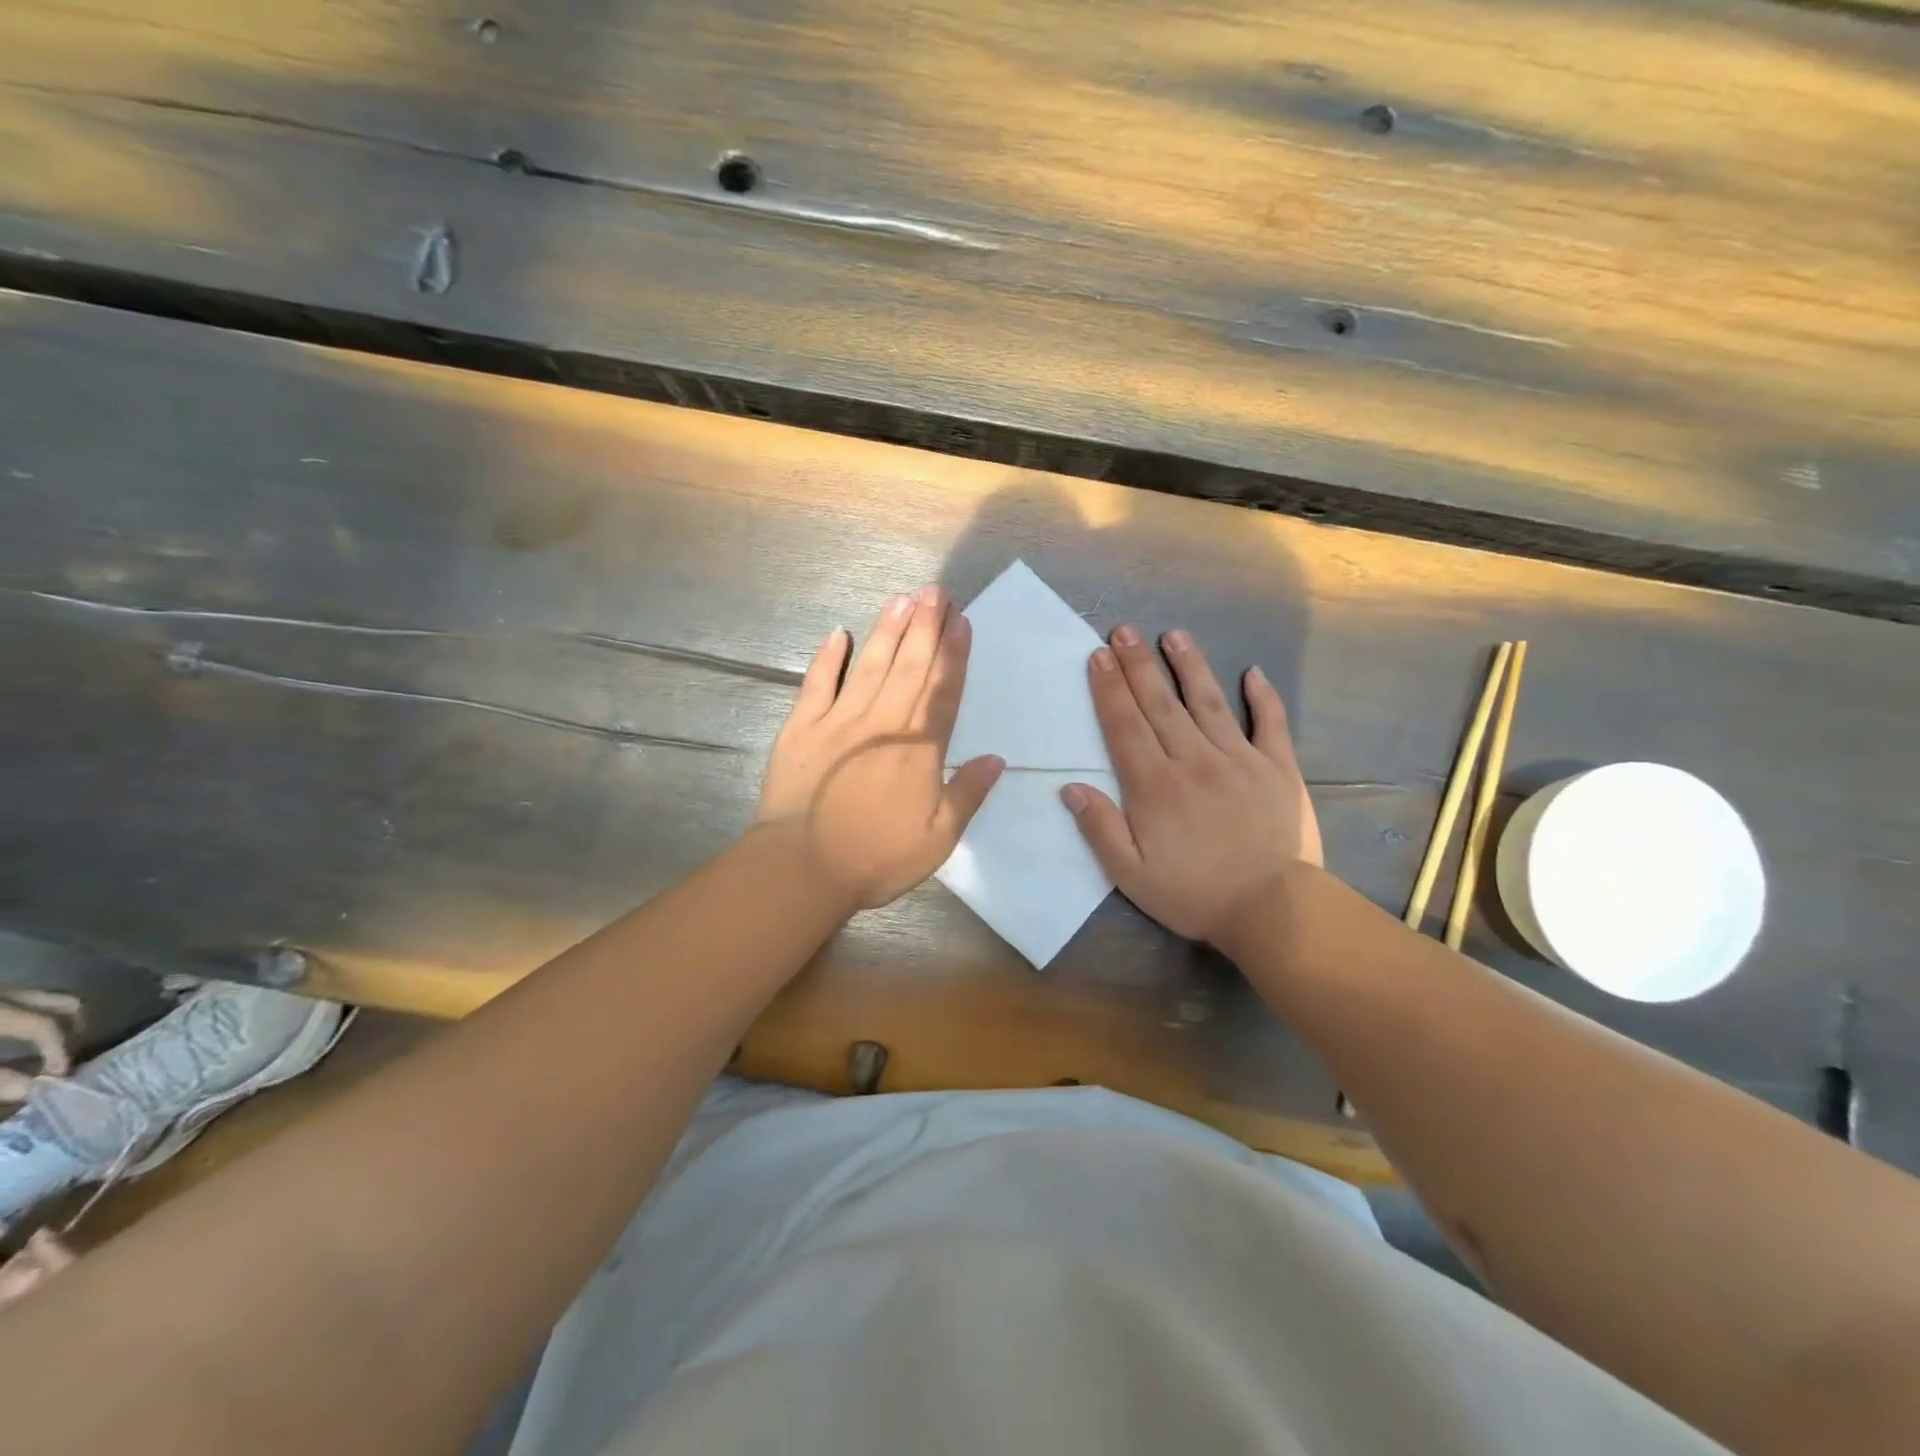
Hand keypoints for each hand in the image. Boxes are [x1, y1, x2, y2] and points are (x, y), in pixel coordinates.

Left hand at [757, 586, 1003, 912]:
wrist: (803, 868)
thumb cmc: (877, 858)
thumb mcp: (938, 838)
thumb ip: (968, 795)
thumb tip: (996, 759)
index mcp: (920, 749)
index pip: (943, 691)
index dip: (954, 654)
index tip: (962, 622)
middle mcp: (884, 723)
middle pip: (911, 666)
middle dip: (926, 626)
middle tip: (937, 591)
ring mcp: (840, 720)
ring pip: (871, 665)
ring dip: (888, 630)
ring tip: (903, 599)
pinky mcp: (802, 726)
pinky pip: (818, 683)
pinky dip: (829, 657)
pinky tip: (840, 633)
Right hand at [1062, 626, 1321, 943]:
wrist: (1274, 909)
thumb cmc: (1194, 893)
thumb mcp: (1131, 875)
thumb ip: (1100, 829)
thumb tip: (1071, 788)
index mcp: (1155, 786)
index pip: (1125, 726)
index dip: (1109, 690)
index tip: (1099, 656)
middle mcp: (1193, 761)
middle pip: (1160, 704)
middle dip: (1139, 665)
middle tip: (1125, 631)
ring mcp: (1239, 760)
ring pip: (1208, 703)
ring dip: (1189, 667)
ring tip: (1174, 635)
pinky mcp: (1278, 768)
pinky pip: (1270, 724)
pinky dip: (1263, 697)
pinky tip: (1252, 673)